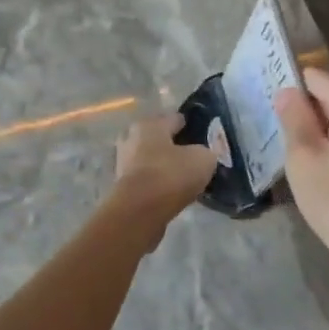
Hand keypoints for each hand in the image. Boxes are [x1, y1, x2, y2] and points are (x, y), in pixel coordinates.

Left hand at [111, 114, 218, 228]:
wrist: (139, 211)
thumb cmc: (170, 175)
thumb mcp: (202, 159)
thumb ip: (206, 152)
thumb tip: (203, 154)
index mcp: (149, 124)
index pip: (174, 118)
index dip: (191, 126)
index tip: (205, 136)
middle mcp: (131, 138)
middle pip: (158, 138)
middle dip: (174, 146)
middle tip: (194, 158)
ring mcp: (123, 163)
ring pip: (149, 159)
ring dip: (164, 166)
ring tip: (184, 177)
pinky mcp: (122, 186)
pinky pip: (146, 179)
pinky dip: (157, 183)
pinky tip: (171, 192)